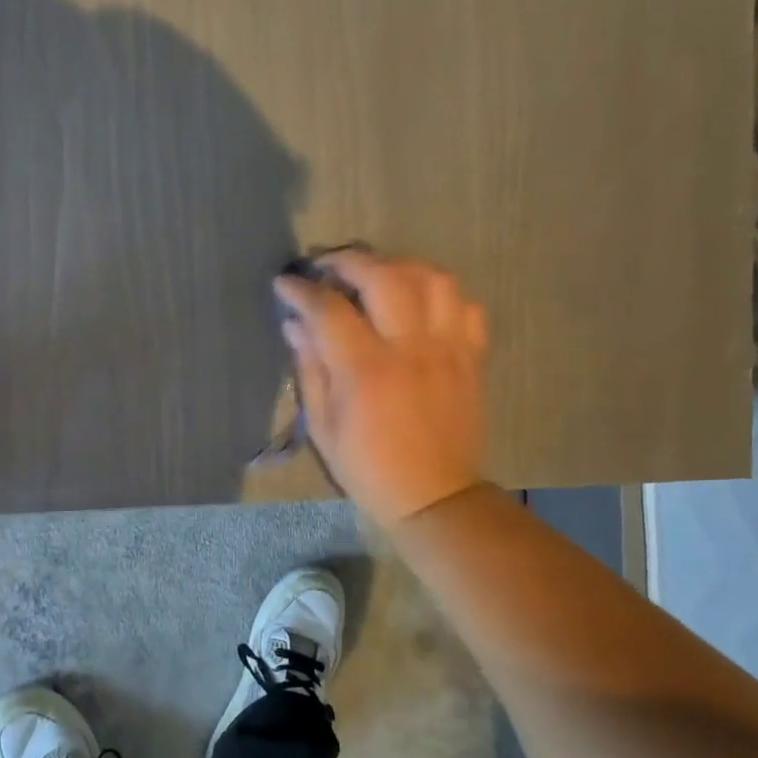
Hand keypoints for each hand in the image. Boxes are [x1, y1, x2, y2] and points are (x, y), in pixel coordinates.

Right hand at [274, 249, 487, 528]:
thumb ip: (310, 368)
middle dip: (350, 260)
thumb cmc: (368, 467)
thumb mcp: (322, 426)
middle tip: (329, 267)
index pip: (329, 308)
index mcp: (366, 370)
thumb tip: (295, 325)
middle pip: (384, 276)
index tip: (285, 283)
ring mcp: (448, 349)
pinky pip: (466, 306)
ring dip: (400, 266)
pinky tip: (420, 304)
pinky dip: (441, 295)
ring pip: (433, 279)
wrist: (434, 496)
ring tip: (378, 276)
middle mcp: (410, 349)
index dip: (301, 290)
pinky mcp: (472, 357)